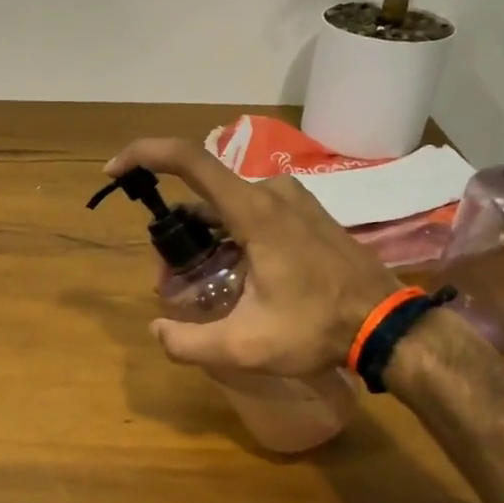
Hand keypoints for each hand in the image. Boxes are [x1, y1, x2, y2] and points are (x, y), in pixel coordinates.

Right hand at [105, 138, 403, 375]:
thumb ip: (189, 343)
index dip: (145, 155)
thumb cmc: (316, 329)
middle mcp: (272, 192)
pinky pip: (252, 210)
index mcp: (254, 212)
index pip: (189, 160)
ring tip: (197, 282)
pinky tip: (232, 273)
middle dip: (174, 232)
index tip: (116, 171)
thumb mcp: (245, 347)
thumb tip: (156, 331)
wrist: (387, 325)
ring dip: (201, 236)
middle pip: (202, 195)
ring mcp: (293, 199)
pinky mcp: (306, 212)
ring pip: (226, 204)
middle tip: (168, 280)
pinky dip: (228, 233)